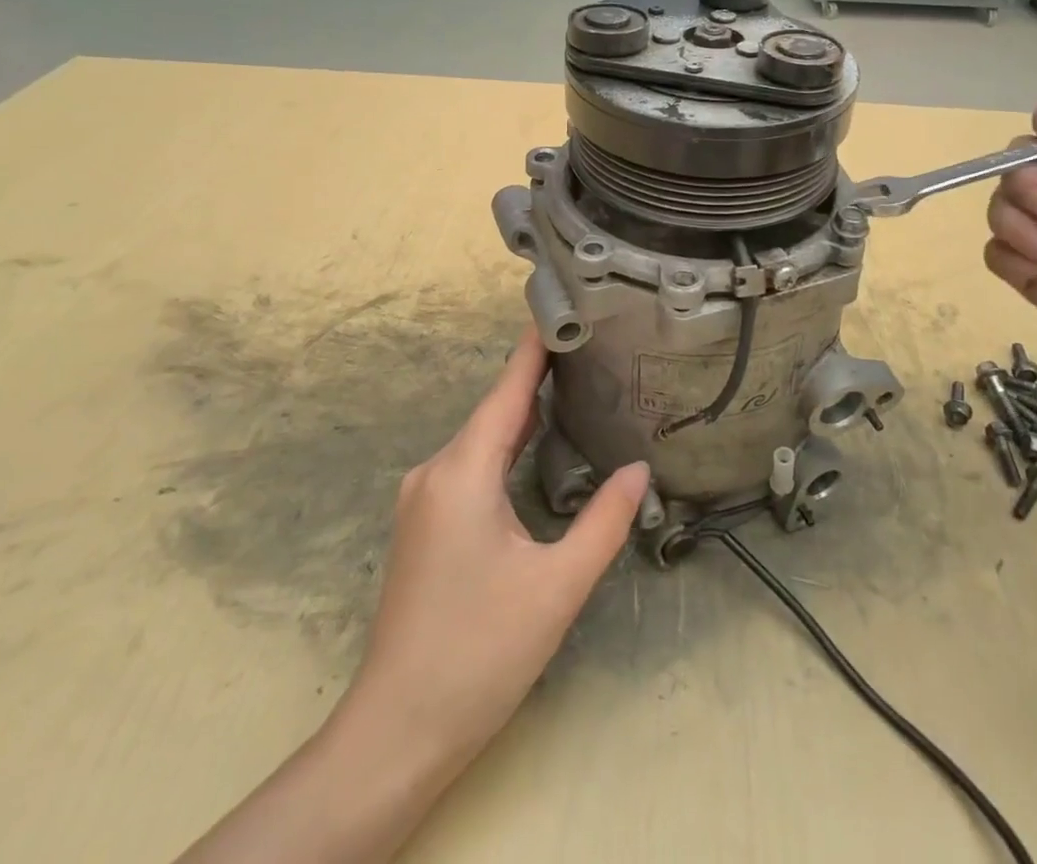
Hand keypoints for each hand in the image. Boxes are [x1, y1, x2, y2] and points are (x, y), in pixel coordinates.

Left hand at [347, 328, 648, 776]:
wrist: (398, 731)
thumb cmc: (481, 653)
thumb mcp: (557, 587)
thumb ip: (603, 521)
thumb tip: (639, 470)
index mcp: (462, 472)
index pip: (506, 389)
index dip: (533, 346)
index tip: (563, 305)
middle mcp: (435, 471)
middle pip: (494, 409)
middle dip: (537, 376)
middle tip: (590, 346)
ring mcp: (423, 497)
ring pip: (481, 438)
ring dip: (522, 411)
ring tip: (574, 383)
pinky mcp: (423, 522)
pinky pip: (470, 463)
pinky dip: (505, 443)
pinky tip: (535, 445)